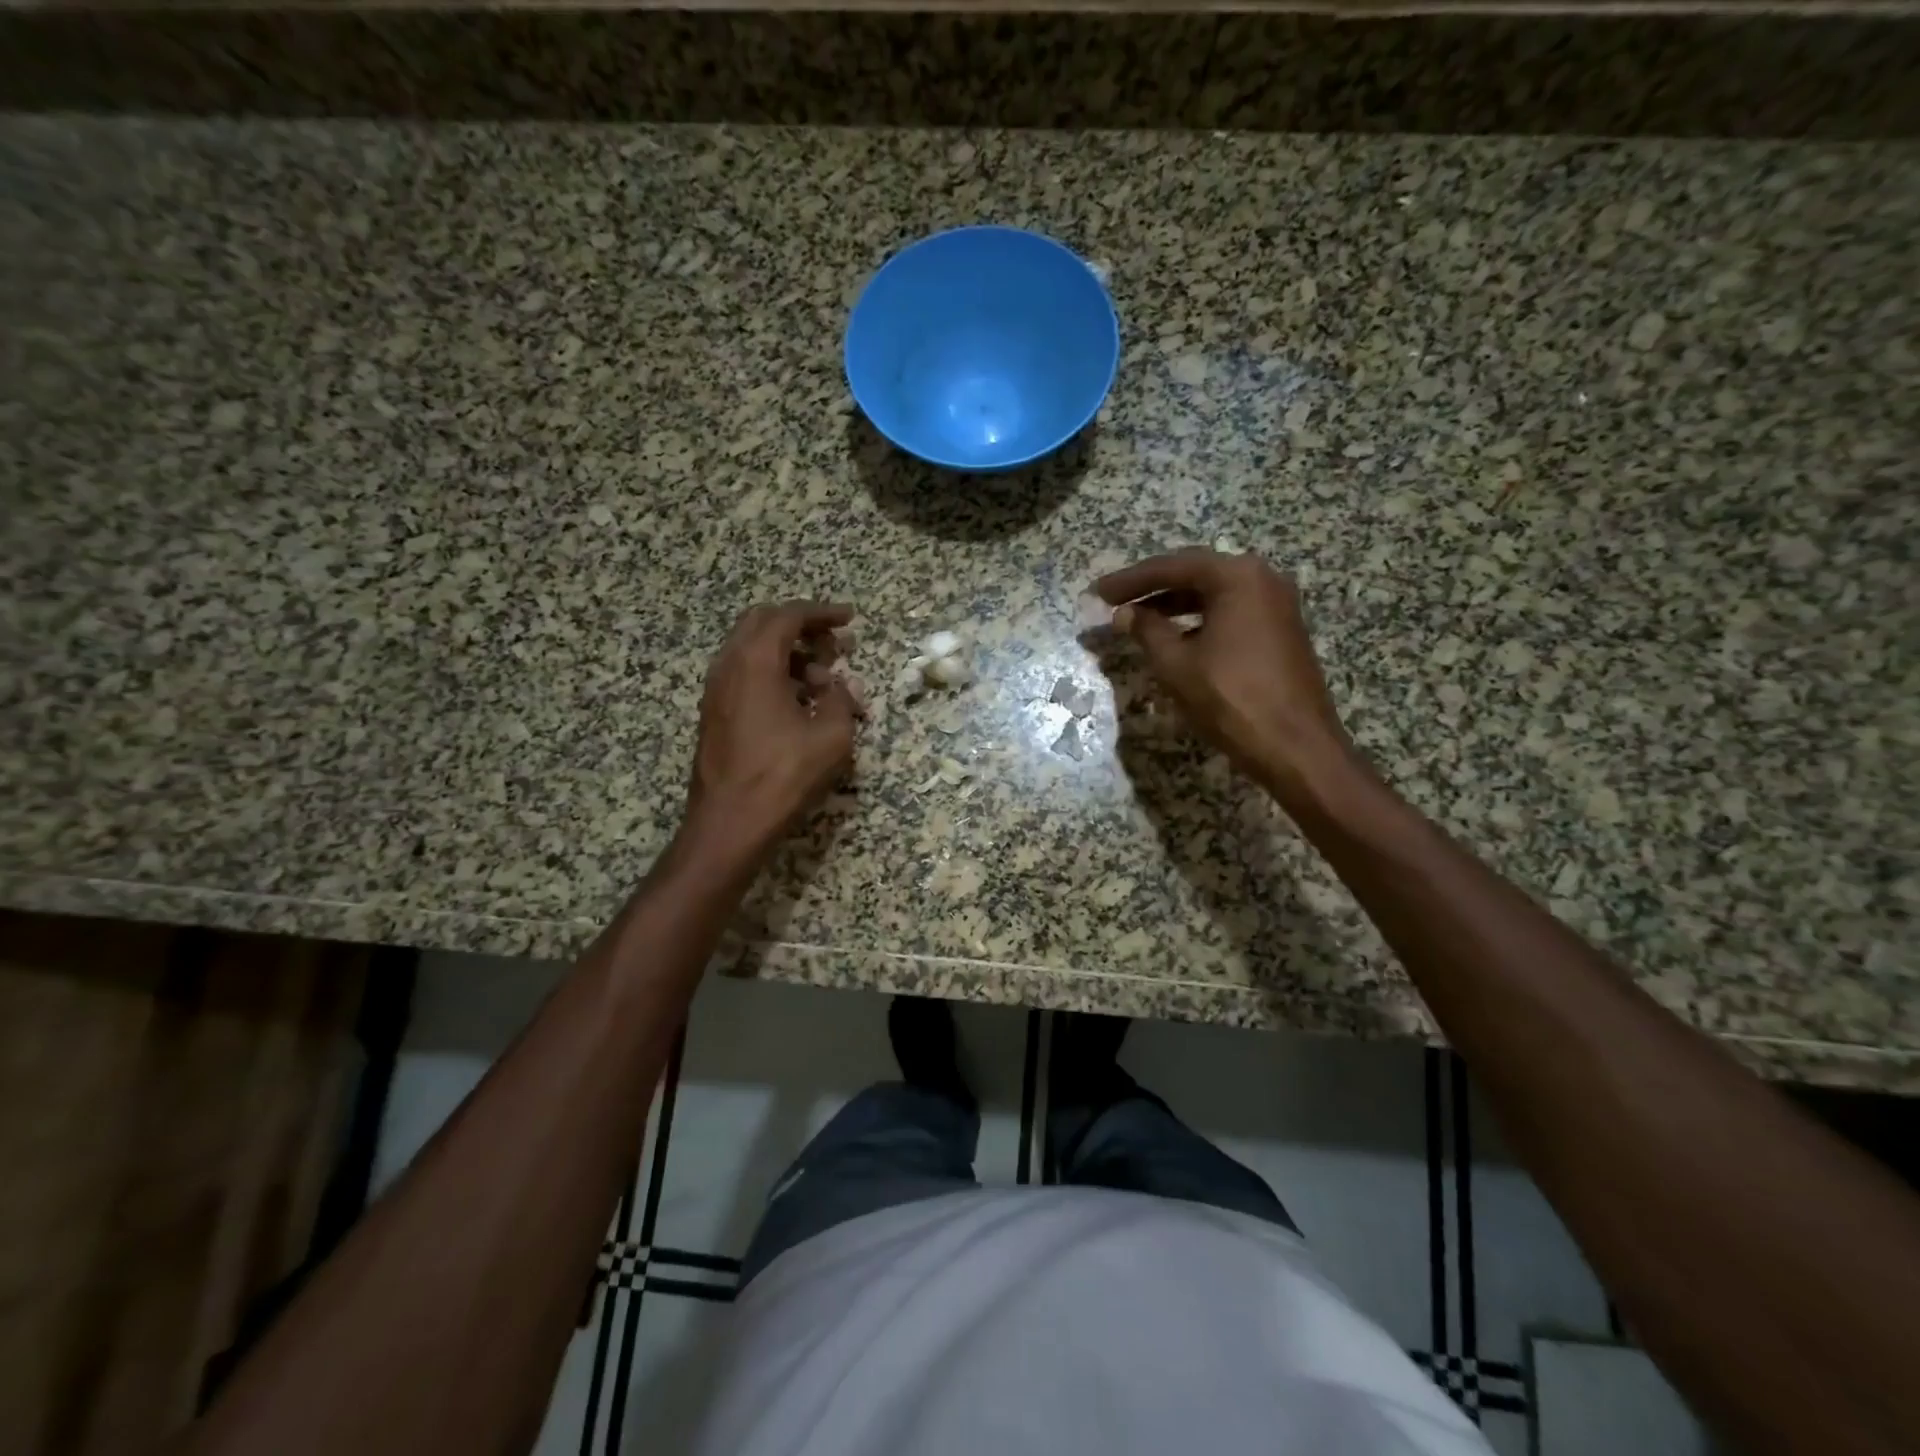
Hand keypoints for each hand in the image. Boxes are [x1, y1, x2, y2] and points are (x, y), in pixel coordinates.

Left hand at [683, 601, 862, 859]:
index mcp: (755, 661)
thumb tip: (841, 686)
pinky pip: (743, 673)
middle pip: (763, 623)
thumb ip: (841, 700)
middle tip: (834, 646)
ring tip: (822, 680)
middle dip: (802, 627)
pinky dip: (772, 672)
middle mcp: (728, 665)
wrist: (729, 822)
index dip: (822, 613)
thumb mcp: (831, 736)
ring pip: (751, 649)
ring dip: (788, 652)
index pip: (788, 616)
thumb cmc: (783, 776)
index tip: (849, 619)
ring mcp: (716, 689)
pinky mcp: (714, 712)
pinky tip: (797, 701)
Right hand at [1094, 549, 1353, 802]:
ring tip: (1138, 619)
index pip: (1172, 567)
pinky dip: (1199, 619)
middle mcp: (1262, 578)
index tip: (1098, 592)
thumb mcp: (1177, 664)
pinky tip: (1175, 638)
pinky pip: (1231, 612)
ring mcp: (1277, 604)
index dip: (1130, 580)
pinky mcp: (1281, 629)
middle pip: (1195, 574)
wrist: (1296, 746)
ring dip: (1174, 604)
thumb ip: (1147, 631)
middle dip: (1151, 588)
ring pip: (1214, 594)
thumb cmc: (1231, 699)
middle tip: (1114, 601)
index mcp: (1237, 577)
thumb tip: (1124, 614)